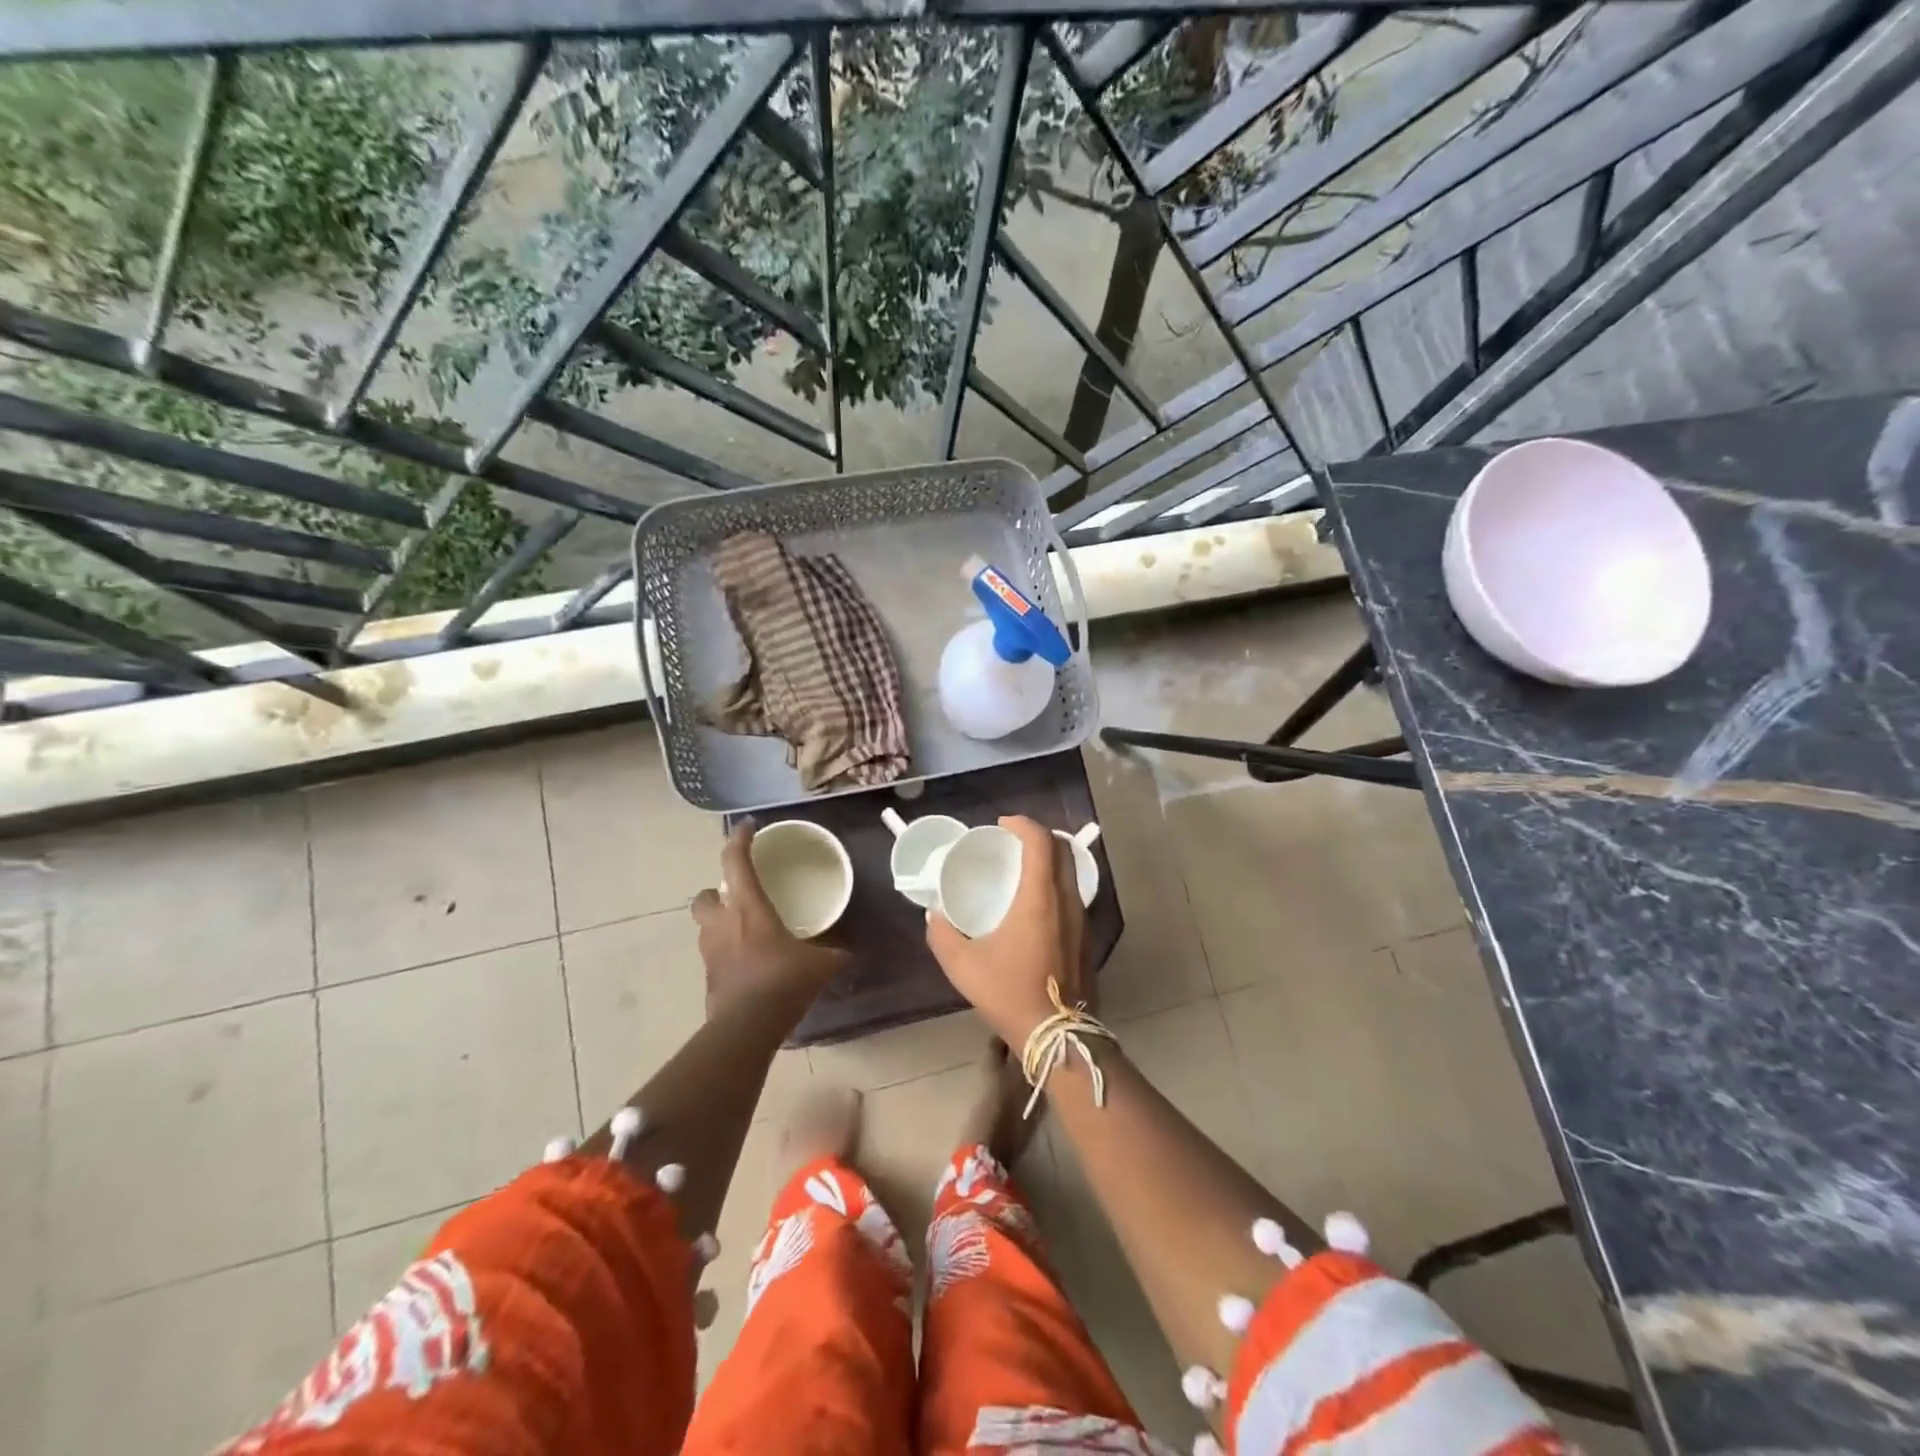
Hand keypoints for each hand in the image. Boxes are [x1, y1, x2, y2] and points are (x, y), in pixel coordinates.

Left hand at [692, 824, 845, 1015]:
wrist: (747, 1027)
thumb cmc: (783, 981)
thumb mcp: (819, 965)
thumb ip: (833, 955)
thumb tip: (850, 954)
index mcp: (747, 907)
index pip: (735, 861)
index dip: (739, 839)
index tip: (747, 827)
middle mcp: (722, 924)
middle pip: (704, 896)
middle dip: (715, 892)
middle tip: (737, 896)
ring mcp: (710, 953)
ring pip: (705, 928)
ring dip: (719, 924)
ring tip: (744, 931)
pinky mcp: (708, 980)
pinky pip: (714, 958)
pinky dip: (726, 956)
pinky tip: (748, 965)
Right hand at [926, 816, 1089, 1045]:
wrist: (1058, 1037)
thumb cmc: (1010, 994)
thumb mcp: (963, 966)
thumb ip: (942, 935)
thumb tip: (933, 915)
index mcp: (1041, 898)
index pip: (1041, 841)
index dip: (1023, 824)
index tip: (1002, 825)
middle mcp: (1068, 901)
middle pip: (1063, 849)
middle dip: (1038, 836)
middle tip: (1012, 843)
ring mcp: (1083, 920)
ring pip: (1072, 872)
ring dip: (1049, 860)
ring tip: (1022, 871)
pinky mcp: (1088, 938)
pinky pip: (1074, 895)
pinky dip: (1056, 884)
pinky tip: (1036, 906)